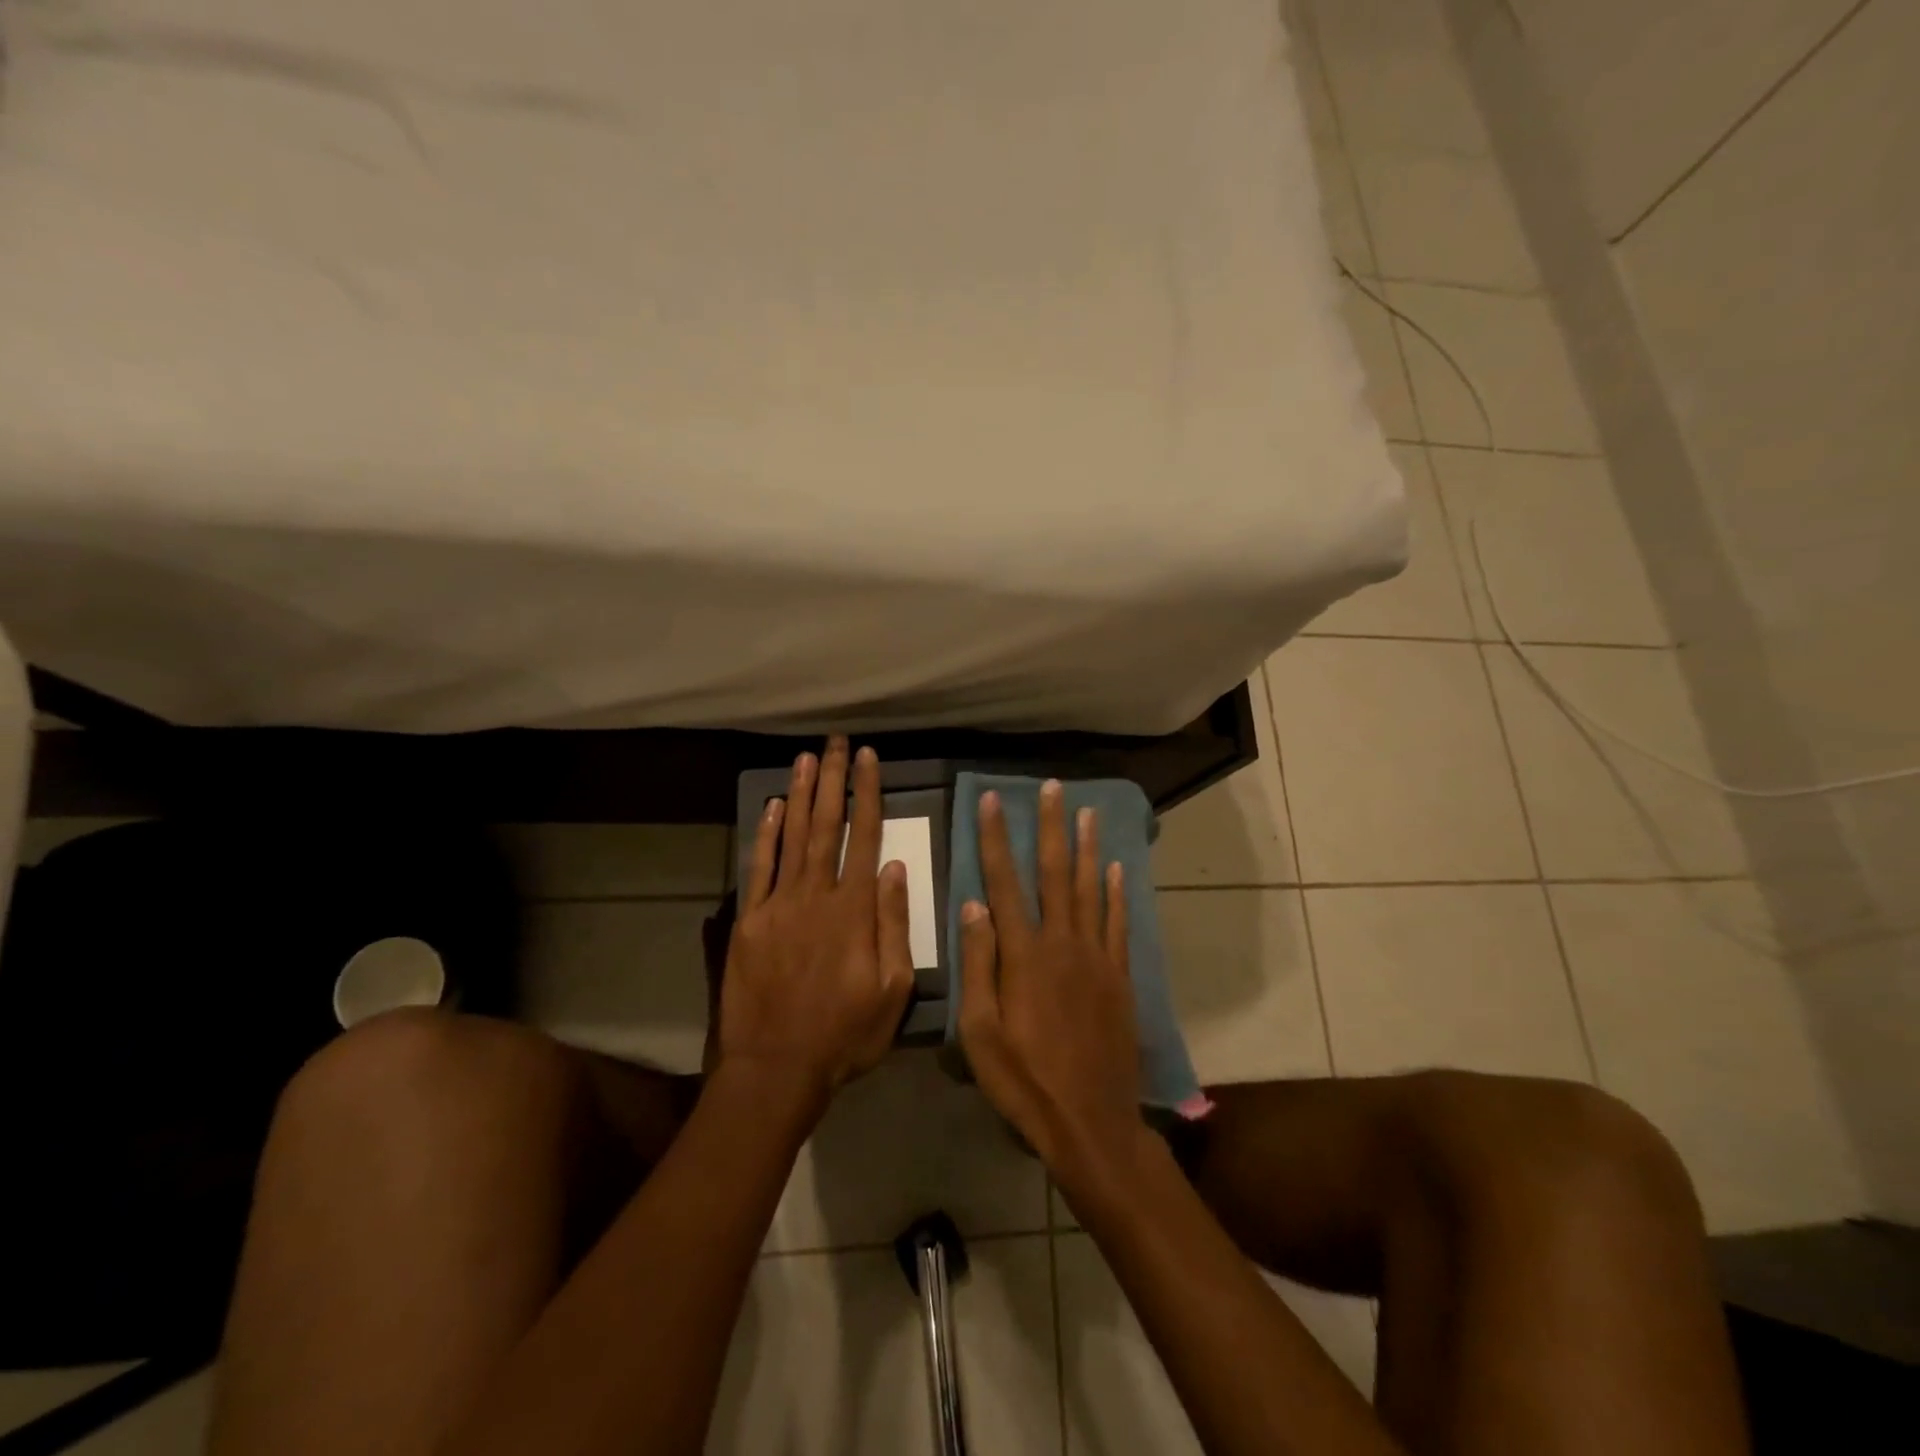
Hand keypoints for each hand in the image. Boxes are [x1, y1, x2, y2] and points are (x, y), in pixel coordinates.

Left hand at [718, 737, 915, 1116]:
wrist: (776, 1068)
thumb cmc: (844, 1034)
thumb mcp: (892, 989)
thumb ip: (894, 925)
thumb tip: (896, 868)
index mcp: (854, 910)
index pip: (865, 836)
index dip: (868, 793)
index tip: (868, 758)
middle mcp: (816, 895)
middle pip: (827, 825)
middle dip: (833, 779)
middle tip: (835, 741)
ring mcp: (778, 905)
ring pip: (792, 837)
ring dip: (801, 794)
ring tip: (807, 757)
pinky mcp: (749, 920)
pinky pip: (758, 868)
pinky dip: (766, 834)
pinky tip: (773, 807)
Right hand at [957, 780, 1144, 1176]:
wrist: (1090, 1122)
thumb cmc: (1024, 1080)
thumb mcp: (980, 1032)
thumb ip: (978, 964)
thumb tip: (974, 904)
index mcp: (1023, 954)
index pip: (1004, 882)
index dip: (997, 838)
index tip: (993, 800)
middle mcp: (1062, 943)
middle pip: (1055, 873)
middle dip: (1051, 826)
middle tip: (1053, 787)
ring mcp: (1096, 958)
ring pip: (1091, 889)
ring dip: (1087, 847)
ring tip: (1086, 811)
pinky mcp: (1119, 977)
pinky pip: (1118, 924)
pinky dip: (1117, 893)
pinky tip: (1116, 869)